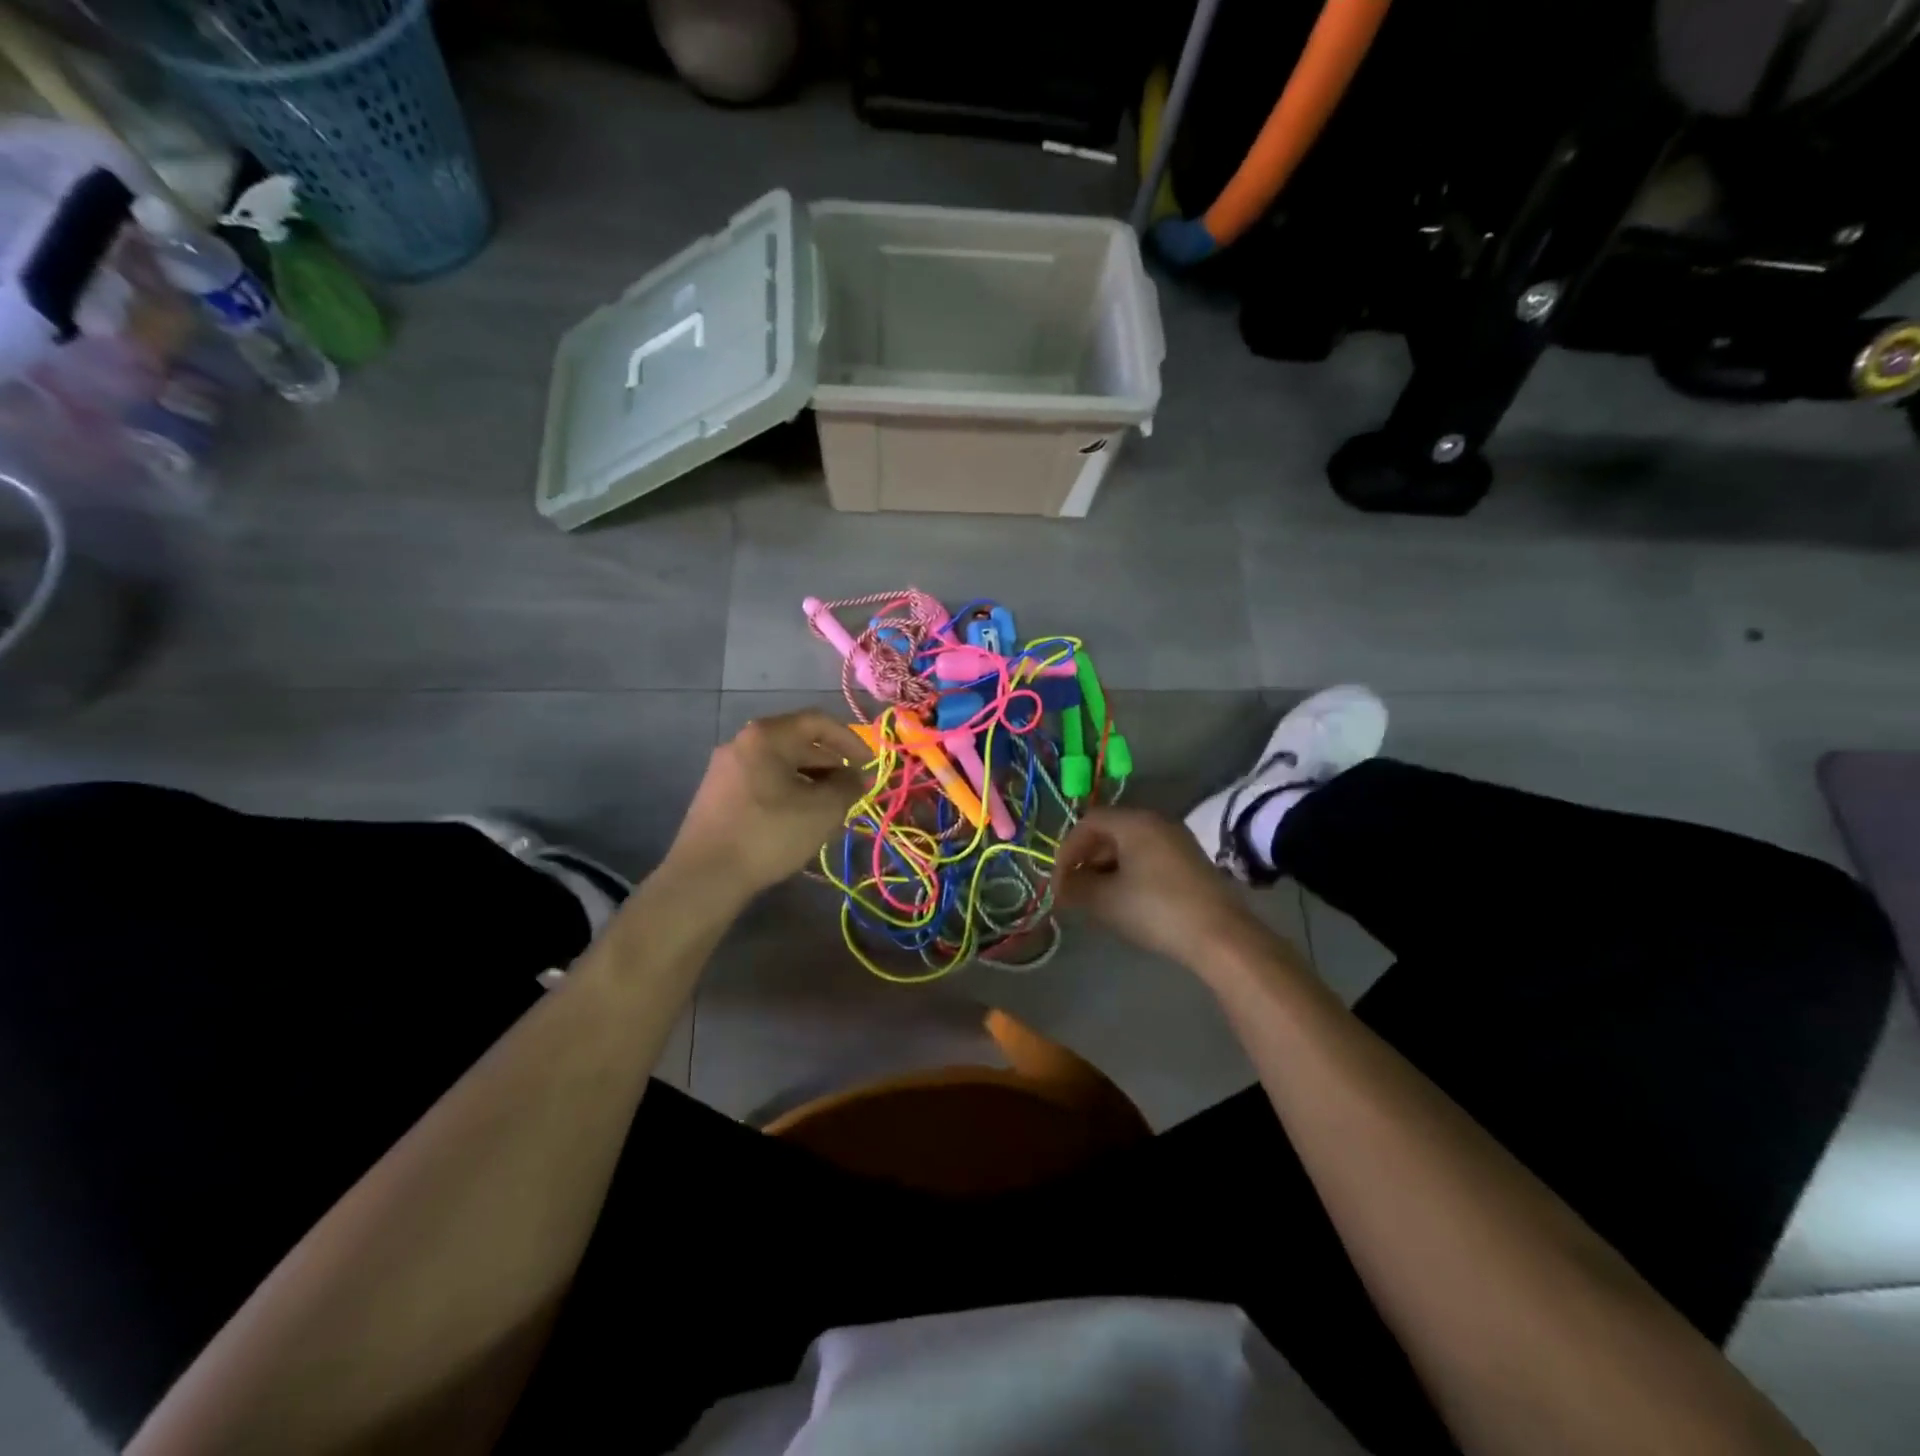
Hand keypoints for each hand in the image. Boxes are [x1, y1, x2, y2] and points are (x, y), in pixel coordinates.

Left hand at [666, 710, 868, 897]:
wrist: (705, 876)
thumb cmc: (770, 834)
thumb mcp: (822, 810)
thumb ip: (848, 786)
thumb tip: (858, 776)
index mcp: (766, 736)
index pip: (818, 722)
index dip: (850, 739)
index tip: (869, 764)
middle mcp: (742, 743)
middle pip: (797, 742)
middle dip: (831, 764)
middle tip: (853, 790)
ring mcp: (725, 768)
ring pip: (780, 765)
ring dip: (811, 781)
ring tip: (831, 808)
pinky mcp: (717, 794)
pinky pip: (763, 781)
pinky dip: (789, 791)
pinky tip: (800, 819)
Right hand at [1053, 807, 1266, 968]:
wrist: (1219, 937)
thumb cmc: (1155, 910)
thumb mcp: (1105, 900)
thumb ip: (1076, 887)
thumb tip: (1062, 885)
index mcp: (1135, 822)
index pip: (1088, 823)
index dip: (1066, 850)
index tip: (1058, 882)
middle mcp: (1157, 822)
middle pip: (1109, 832)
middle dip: (1086, 860)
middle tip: (1074, 891)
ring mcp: (1178, 841)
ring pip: (1130, 846)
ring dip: (1107, 869)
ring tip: (1097, 899)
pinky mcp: (1191, 862)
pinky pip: (1149, 858)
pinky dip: (1130, 874)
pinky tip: (1126, 901)